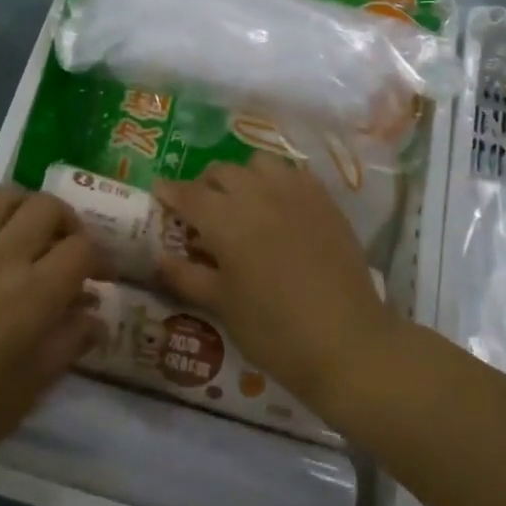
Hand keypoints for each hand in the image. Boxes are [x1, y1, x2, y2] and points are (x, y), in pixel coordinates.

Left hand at [0, 187, 104, 484]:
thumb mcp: (36, 383)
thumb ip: (72, 338)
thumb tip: (95, 313)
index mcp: (32, 294)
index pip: (82, 249)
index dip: (102, 258)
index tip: (102, 278)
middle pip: (48, 207)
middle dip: (70, 224)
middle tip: (69, 251)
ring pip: (5, 196)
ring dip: (29, 209)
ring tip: (31, 236)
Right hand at [152, 154, 394, 417]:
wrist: (347, 341)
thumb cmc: (274, 330)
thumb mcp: (221, 305)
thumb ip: (186, 276)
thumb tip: (158, 259)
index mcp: (225, 218)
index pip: (188, 193)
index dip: (169, 192)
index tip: (159, 194)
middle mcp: (257, 193)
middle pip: (221, 171)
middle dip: (204, 185)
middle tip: (201, 211)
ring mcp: (295, 192)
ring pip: (258, 164)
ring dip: (242, 177)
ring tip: (242, 203)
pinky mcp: (325, 200)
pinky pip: (293, 174)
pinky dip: (277, 182)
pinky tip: (279, 207)